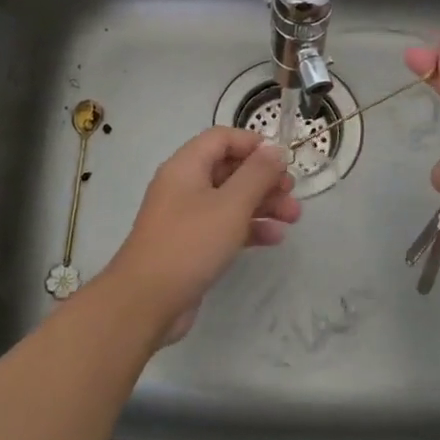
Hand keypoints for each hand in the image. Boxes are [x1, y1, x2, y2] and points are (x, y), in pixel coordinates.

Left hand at [98, 127, 300, 344]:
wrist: (146, 301)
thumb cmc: (190, 244)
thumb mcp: (231, 204)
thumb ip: (257, 174)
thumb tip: (275, 150)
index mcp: (186, 167)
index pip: (221, 138)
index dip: (252, 144)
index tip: (282, 159)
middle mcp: (184, 186)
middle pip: (229, 169)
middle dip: (264, 178)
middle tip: (292, 192)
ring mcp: (186, 217)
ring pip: (230, 200)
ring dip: (262, 204)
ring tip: (293, 217)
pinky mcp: (191, 245)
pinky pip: (224, 226)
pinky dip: (249, 228)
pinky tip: (275, 238)